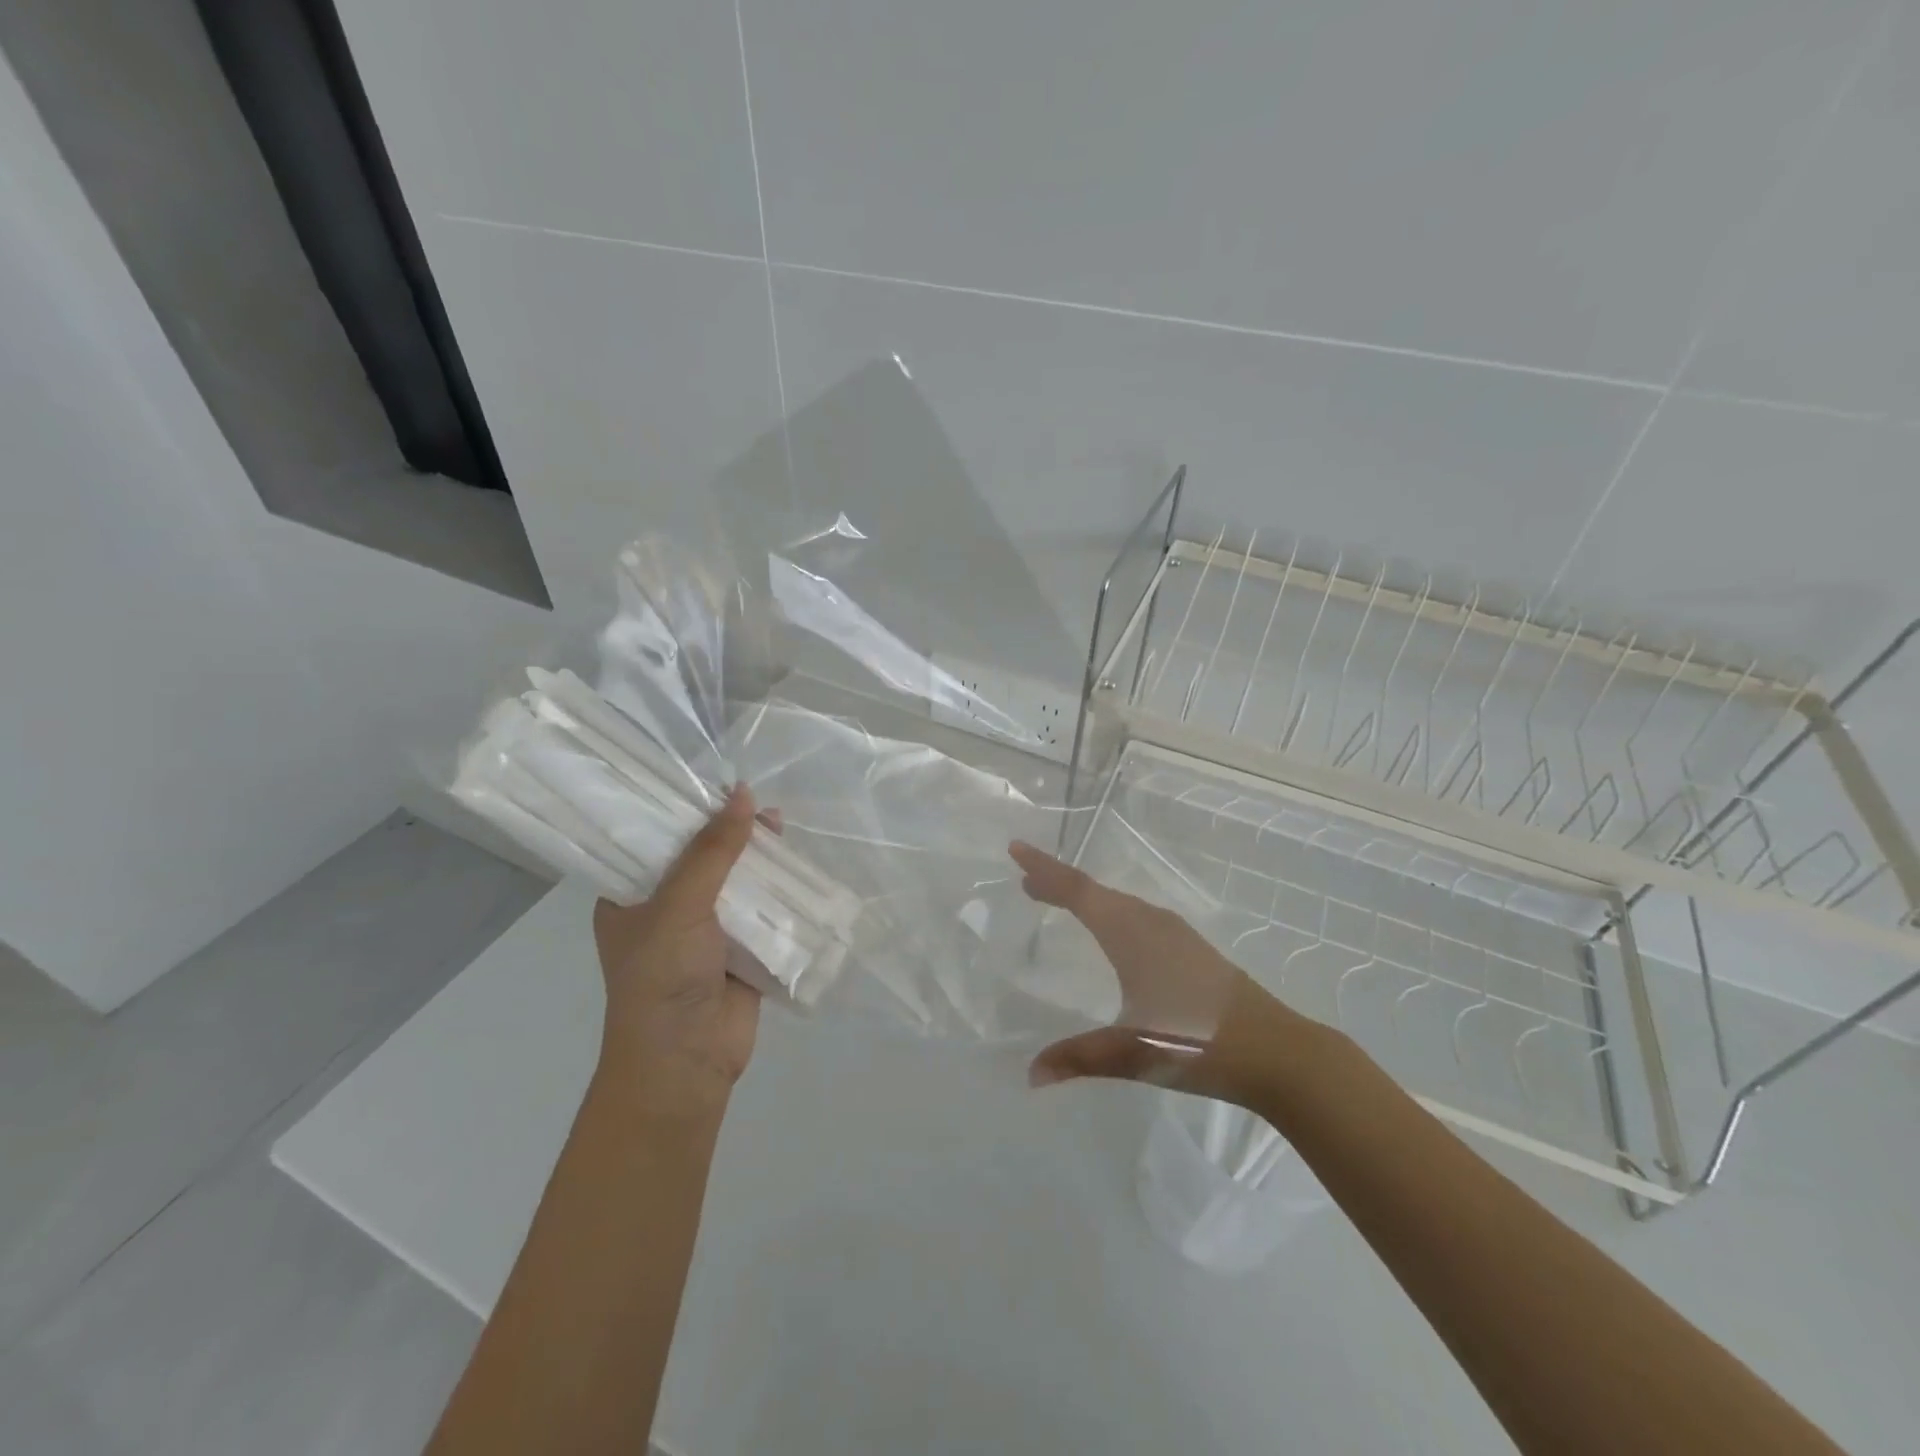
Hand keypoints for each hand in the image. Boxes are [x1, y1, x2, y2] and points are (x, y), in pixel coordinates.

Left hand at [592, 785, 762, 1114]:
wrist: (686, 1062)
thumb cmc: (662, 978)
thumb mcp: (680, 905)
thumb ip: (712, 851)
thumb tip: (744, 794)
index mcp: (631, 897)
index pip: (655, 841)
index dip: (684, 811)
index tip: (713, 782)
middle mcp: (666, 909)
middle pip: (702, 857)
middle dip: (729, 831)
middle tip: (757, 802)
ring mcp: (705, 931)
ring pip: (735, 881)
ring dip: (757, 858)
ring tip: (780, 825)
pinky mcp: (740, 950)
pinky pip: (761, 910)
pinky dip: (778, 890)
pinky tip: (797, 866)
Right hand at [1009, 841, 1307, 1106]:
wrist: (1279, 1052)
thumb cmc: (1199, 1044)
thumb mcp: (1134, 1052)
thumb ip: (1080, 1058)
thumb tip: (1030, 1073)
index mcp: (1131, 934)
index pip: (1078, 891)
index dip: (1045, 869)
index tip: (1015, 848)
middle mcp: (1151, 923)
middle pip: (1096, 892)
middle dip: (1059, 883)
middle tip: (1026, 882)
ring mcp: (1175, 934)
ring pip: (1119, 903)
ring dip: (1085, 897)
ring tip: (1056, 899)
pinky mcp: (1191, 950)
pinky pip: (1136, 916)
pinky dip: (1110, 912)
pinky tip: (1112, 931)